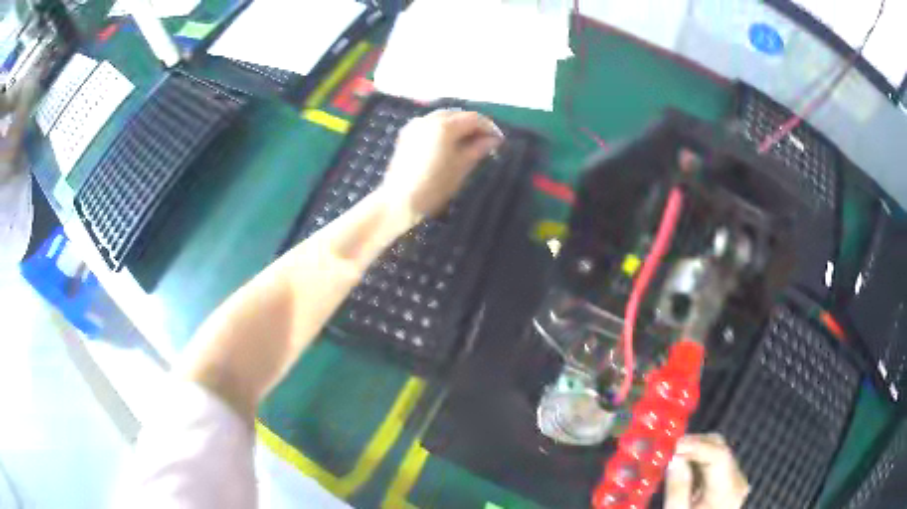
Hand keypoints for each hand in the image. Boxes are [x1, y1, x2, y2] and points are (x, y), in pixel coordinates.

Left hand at [380, 109, 503, 219]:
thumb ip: (478, 149)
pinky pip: (430, 125)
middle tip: (486, 141)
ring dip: (459, 126)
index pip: (473, 119)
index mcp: (444, 126)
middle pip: (458, 115)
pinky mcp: (407, 135)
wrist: (398, 202)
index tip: (499, 140)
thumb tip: (493, 140)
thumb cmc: (434, 187)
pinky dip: (444, 129)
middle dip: (473, 125)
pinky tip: (450, 143)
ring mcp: (415, 125)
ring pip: (443, 118)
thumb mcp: (461, 168)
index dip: (489, 128)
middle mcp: (428, 119)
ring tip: (470, 143)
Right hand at [665, 434, 749, 508]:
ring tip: (670, 456)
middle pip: (720, 449)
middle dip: (694, 444)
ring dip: (695, 450)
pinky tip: (681, 466)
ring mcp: (734, 480)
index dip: (696, 445)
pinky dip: (697, 460)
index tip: (672, 445)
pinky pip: (714, 462)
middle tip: (668, 448)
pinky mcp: (727, 482)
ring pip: (717, 452)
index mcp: (728, 491)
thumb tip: (674, 459)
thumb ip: (678, 488)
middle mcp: (737, 480)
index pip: (718, 456)